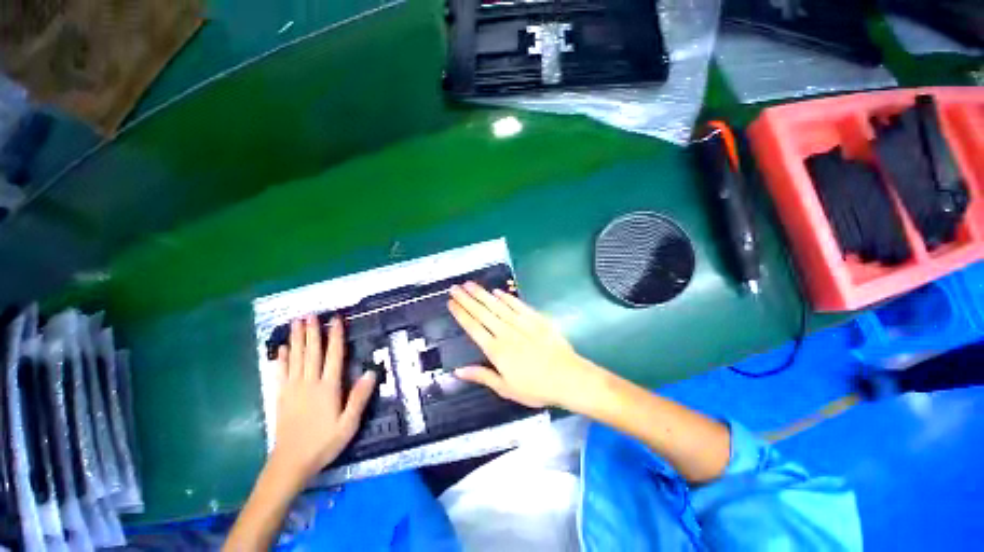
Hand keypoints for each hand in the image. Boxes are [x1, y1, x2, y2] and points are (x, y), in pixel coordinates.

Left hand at [270, 314, 377, 480]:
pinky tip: (282, 349)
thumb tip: (371, 372)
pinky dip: (282, 359)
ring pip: (296, 358)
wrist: (290, 463)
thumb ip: (359, 398)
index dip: (335, 336)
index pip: (333, 356)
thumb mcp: (348, 424)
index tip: (335, 319)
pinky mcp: (281, 397)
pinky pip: (281, 373)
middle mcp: (309, 383)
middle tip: (309, 314)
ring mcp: (293, 389)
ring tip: (295, 323)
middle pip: (311, 352)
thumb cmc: (324, 443)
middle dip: (311, 332)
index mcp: (328, 388)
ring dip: (296, 339)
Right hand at [447, 282, 600, 409]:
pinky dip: (507, 297)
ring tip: (470, 284)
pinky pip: (518, 305)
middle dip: (467, 299)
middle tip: (455, 287)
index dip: (461, 314)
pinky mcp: (536, 319)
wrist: (568, 378)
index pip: (473, 328)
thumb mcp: (506, 388)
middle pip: (482, 313)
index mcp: (496, 350)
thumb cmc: (536, 388)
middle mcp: (505, 332)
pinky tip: (497, 291)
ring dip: (482, 294)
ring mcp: (521, 323)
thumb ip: (482, 376)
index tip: (451, 303)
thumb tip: (457, 371)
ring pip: (497, 305)